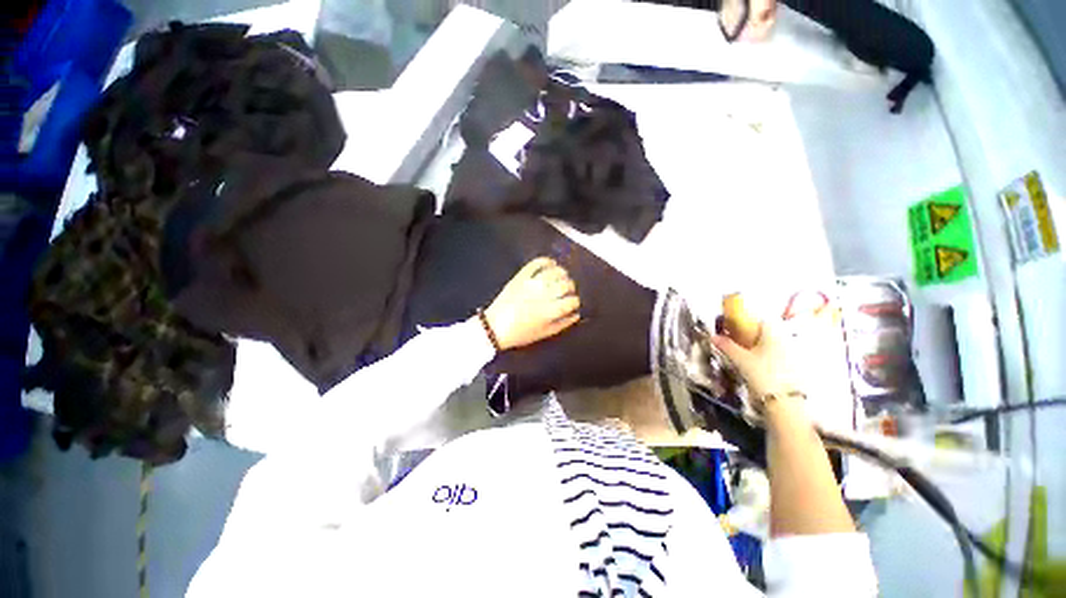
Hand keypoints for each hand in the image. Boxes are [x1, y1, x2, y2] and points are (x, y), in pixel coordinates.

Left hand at [483, 257, 580, 350]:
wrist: (494, 327)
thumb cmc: (520, 333)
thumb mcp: (544, 333)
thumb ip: (563, 323)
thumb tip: (576, 314)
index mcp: (549, 311)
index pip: (572, 300)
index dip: (575, 301)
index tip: (573, 302)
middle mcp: (543, 295)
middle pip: (565, 284)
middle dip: (570, 287)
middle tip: (568, 290)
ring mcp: (531, 283)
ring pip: (554, 272)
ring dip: (562, 273)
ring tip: (562, 277)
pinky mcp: (521, 277)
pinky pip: (536, 264)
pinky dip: (546, 261)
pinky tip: (551, 264)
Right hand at [710, 318, 800, 416]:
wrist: (784, 403)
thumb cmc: (762, 375)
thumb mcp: (741, 359)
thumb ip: (727, 346)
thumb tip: (713, 336)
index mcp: (773, 335)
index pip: (761, 320)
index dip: (747, 322)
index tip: (735, 329)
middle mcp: (785, 342)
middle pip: (766, 334)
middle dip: (751, 336)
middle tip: (737, 343)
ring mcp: (791, 356)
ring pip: (771, 346)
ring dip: (758, 348)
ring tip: (744, 357)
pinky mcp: (793, 369)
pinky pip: (777, 357)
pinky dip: (766, 359)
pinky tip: (757, 368)